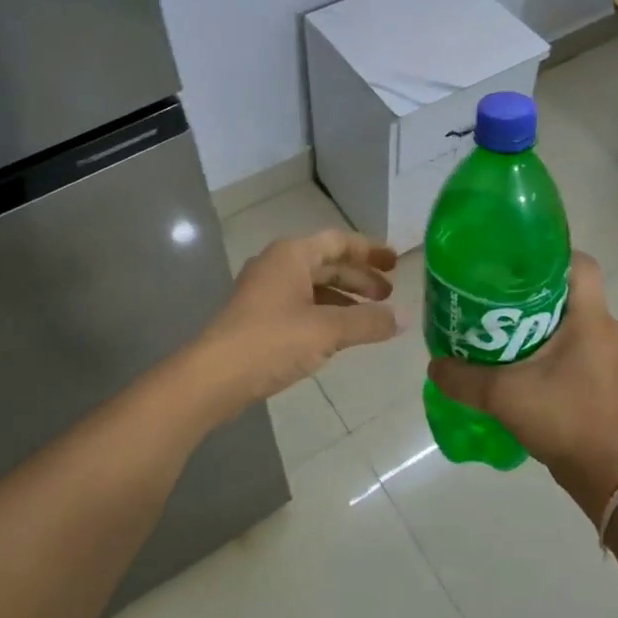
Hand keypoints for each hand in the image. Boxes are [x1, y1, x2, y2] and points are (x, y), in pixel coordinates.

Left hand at [194, 230, 401, 406]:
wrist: (214, 376)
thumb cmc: (272, 341)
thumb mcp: (327, 330)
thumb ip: (368, 322)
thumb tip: (403, 318)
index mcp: (292, 255)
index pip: (339, 241)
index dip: (369, 251)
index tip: (396, 263)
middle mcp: (278, 265)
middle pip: (327, 264)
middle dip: (360, 278)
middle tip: (389, 295)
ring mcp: (265, 291)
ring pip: (314, 286)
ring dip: (344, 298)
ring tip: (372, 317)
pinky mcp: (259, 317)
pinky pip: (302, 305)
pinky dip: (326, 313)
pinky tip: (341, 334)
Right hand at [426, 253, 617, 518]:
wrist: (606, 476)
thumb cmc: (563, 420)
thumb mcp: (502, 395)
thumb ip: (462, 378)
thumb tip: (434, 365)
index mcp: (592, 319)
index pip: (580, 264)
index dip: (549, 255)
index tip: (513, 263)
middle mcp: (607, 329)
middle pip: (571, 290)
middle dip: (533, 289)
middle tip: (494, 295)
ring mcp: (610, 355)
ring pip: (573, 318)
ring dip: (540, 319)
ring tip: (500, 326)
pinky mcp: (606, 377)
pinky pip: (577, 343)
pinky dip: (550, 343)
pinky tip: (519, 361)